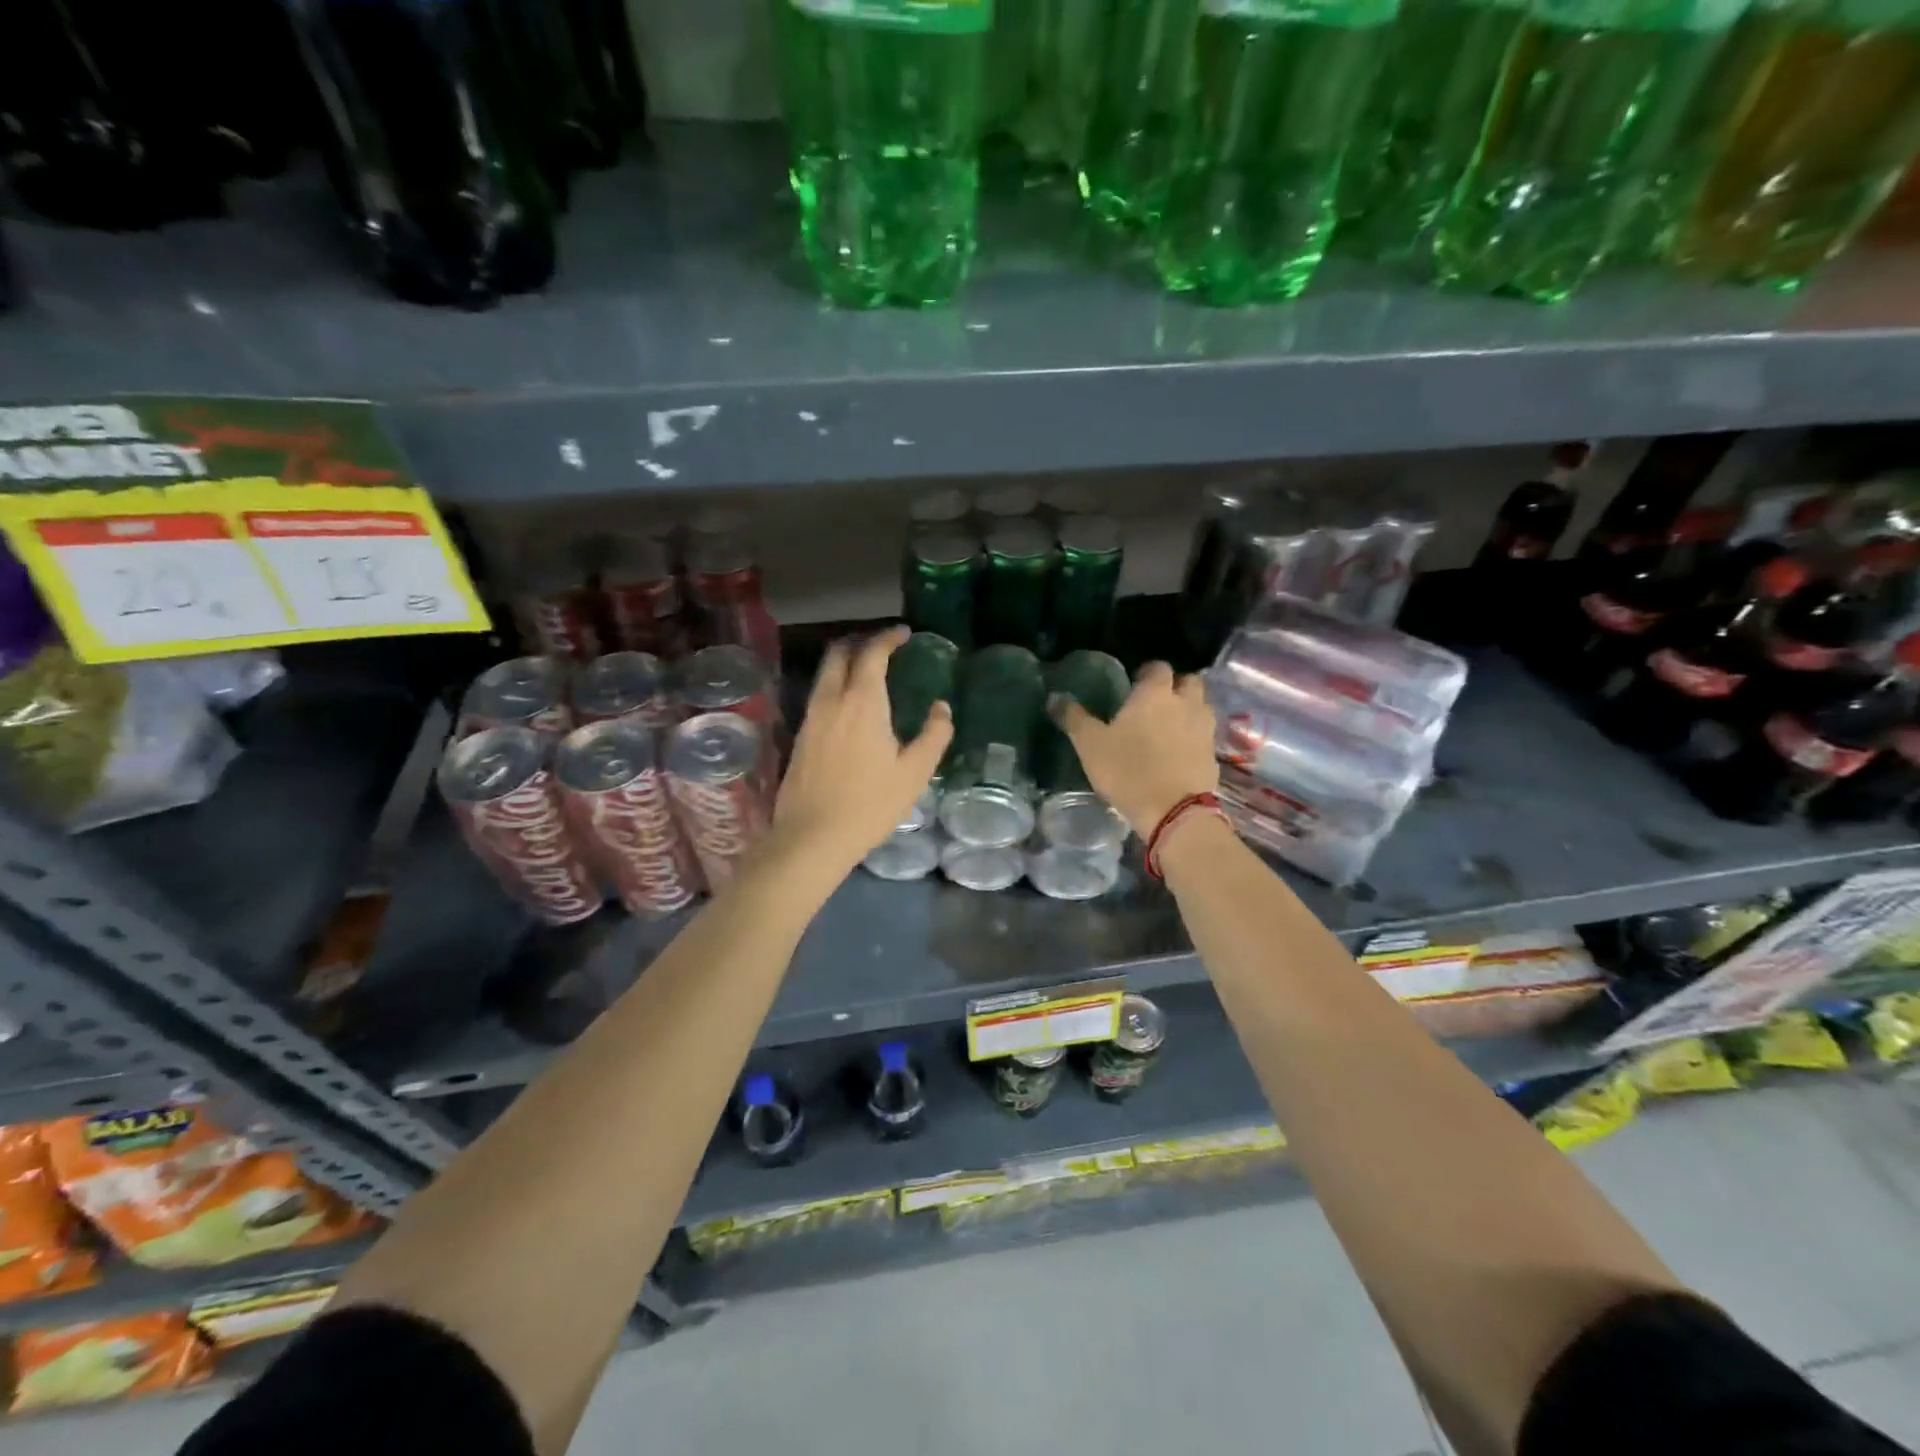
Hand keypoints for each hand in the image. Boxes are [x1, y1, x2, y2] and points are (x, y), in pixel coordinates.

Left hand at [774, 626, 952, 869]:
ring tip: (867, 671)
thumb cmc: (870, 804)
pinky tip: (849, 706)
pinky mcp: (801, 736)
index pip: (872, 653)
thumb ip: (933, 735)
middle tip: (883, 646)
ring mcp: (811, 717)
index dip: (888, 638)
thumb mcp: (914, 773)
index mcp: (863, 702)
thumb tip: (942, 708)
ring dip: (845, 662)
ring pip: (825, 673)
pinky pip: (819, 695)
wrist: (812, 836)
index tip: (904, 633)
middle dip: (861, 641)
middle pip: (839, 653)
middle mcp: (832, 700)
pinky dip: (835, 685)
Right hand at [1050, 662, 1216, 834]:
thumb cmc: (1128, 770)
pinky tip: (1177, 752)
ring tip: (1167, 727)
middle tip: (1154, 703)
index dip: (1147, 673)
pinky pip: (1204, 735)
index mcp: (1155, 694)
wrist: (1174, 812)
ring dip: (1187, 710)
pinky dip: (1193, 737)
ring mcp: (1204, 729)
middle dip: (1175, 686)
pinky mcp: (1213, 755)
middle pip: (1189, 681)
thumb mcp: (1090, 745)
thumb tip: (1054, 697)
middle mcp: (1186, 703)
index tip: (1134, 684)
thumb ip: (1073, 718)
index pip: (1158, 667)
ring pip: (1200, 707)